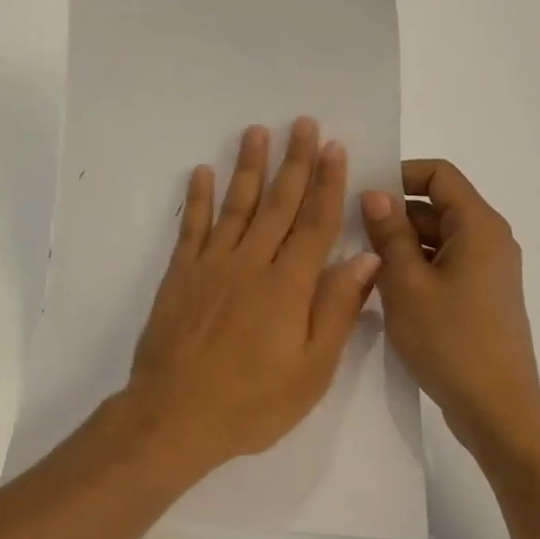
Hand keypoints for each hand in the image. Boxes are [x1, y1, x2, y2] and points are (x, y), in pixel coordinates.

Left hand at [118, 118, 380, 481]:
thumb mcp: (311, 371)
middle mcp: (251, 264)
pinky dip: (197, 197)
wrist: (175, 415)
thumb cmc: (252, 403)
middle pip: (278, 204)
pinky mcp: (180, 273)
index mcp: (288, 287)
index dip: (326, 183)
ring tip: (257, 131)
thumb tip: (365, 258)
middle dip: (293, 161)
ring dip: (249, 167)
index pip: (314, 223)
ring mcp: (211, 265)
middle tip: (302, 123)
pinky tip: (202, 172)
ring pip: (236, 205)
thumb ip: (337, 310)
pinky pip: (192, 226)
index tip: (334, 147)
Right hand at [360, 160, 539, 459]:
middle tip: (350, 231)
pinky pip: (444, 264)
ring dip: (401, 243)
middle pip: (437, 205)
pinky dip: (416, 266)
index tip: (363, 194)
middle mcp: (490, 240)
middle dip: (394, 213)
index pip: (439, 174)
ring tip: (362, 263)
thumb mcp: (406, 283)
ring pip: (437, 237)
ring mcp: (488, 270)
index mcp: (478, 227)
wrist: (497, 411)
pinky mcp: (482, 296)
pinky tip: (386, 289)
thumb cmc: (450, 341)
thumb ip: (388, 232)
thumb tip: (376, 193)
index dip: (399, 174)